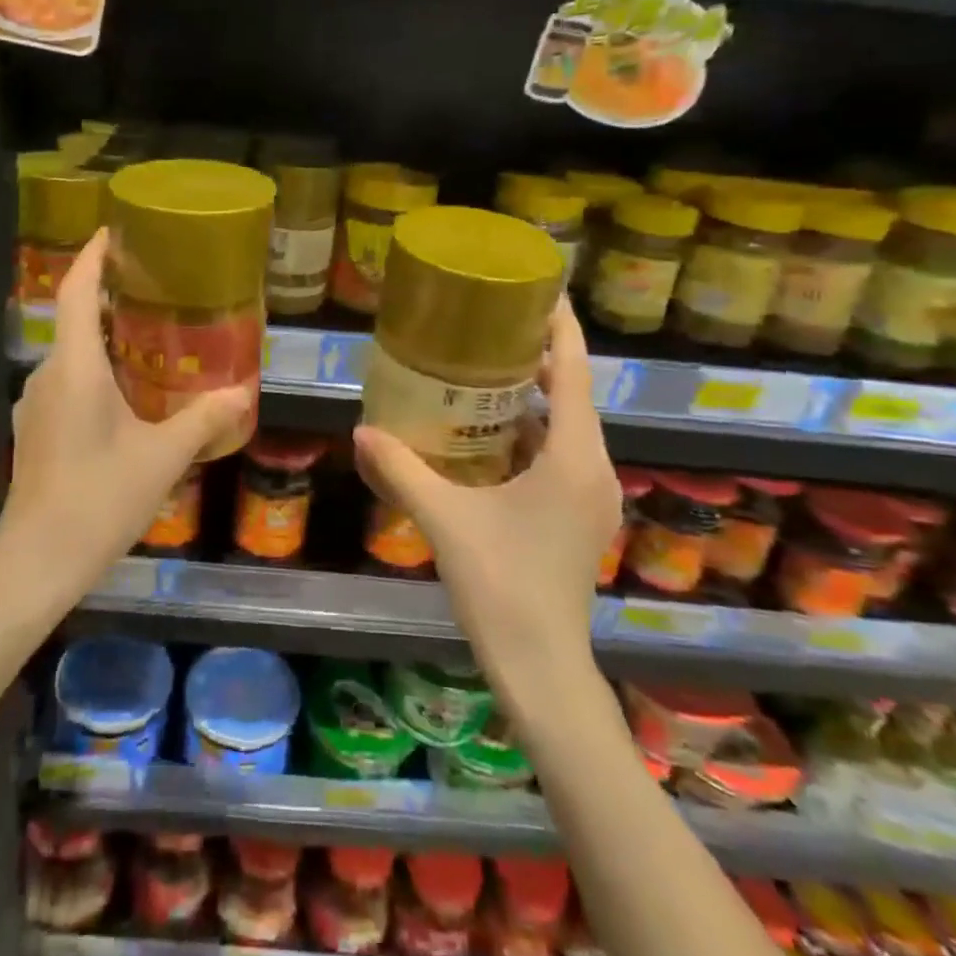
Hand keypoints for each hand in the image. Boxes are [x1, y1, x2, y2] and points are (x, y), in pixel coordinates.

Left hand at [0, 230, 250, 613]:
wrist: (36, 563)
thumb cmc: (99, 499)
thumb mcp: (162, 457)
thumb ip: (204, 420)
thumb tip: (243, 393)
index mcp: (74, 367)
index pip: (77, 291)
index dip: (93, 256)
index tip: (114, 231)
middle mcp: (48, 375)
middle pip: (74, 318)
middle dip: (109, 294)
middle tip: (154, 284)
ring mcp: (37, 405)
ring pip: (72, 354)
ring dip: (104, 337)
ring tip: (150, 335)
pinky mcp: (37, 431)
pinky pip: (68, 382)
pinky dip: (96, 370)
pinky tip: (128, 392)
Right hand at [353, 295, 617, 682]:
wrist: (542, 667)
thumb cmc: (502, 585)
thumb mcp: (445, 520)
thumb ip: (401, 469)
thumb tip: (361, 430)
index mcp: (573, 457)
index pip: (575, 370)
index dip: (560, 325)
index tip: (538, 288)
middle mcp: (593, 468)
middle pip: (571, 393)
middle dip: (536, 357)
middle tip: (488, 327)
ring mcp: (590, 496)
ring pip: (563, 428)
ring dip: (530, 400)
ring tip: (481, 373)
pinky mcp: (578, 517)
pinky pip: (557, 457)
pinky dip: (528, 437)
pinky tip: (486, 438)